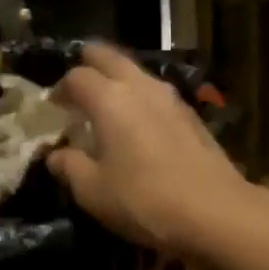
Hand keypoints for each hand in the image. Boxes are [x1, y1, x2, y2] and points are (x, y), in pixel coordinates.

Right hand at [47, 43, 253, 257]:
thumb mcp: (93, 191)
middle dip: (89, 64)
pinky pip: (157, 94)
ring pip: (137, 73)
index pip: (76, 77)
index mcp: (110, 99)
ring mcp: (171, 98)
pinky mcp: (192, 116)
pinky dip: (140, 99)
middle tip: (77, 86)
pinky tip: (139, 125)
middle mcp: (141, 87)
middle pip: (109, 57)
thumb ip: (70, 167)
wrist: (215, 212)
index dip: (60, 90)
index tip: (53, 108)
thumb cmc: (144, 200)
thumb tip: (56, 155)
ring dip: (118, 80)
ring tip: (107, 105)